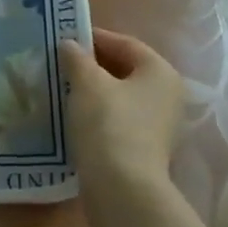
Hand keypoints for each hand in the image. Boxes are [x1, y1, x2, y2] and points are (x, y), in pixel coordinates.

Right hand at [61, 27, 184, 197]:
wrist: (121, 188)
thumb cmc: (108, 124)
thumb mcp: (87, 84)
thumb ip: (77, 59)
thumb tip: (70, 44)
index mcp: (160, 72)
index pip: (125, 44)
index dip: (94, 38)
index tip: (65, 38)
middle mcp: (167, 95)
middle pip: (125, 70)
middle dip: (92, 65)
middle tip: (60, 63)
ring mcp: (158, 124)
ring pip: (120, 96)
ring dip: (93, 90)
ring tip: (62, 88)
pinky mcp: (144, 148)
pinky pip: (118, 119)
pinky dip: (97, 113)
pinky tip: (73, 116)